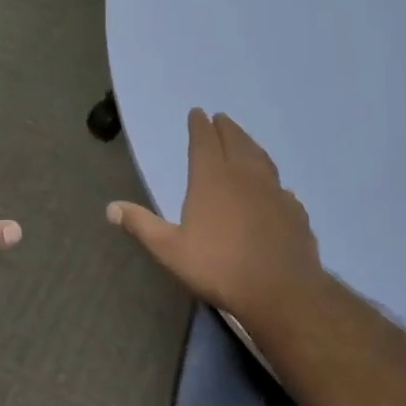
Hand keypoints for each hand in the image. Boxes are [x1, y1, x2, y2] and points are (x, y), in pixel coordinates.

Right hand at [107, 109, 327, 331]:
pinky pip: (281, 187)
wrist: (282, 292)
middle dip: (226, 128)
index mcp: (212, 178)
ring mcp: (274, 191)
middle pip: (235, 141)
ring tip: (244, 141)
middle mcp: (244, 175)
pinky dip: (272, 180)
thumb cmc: (219, 268)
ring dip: (250, 144)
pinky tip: (275, 189)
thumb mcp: (171, 251)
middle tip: (220, 119)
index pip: (204, 140)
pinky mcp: (294, 210)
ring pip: (261, 157)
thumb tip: (111, 207)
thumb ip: (142, 226)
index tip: (197, 113)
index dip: (199, 125)